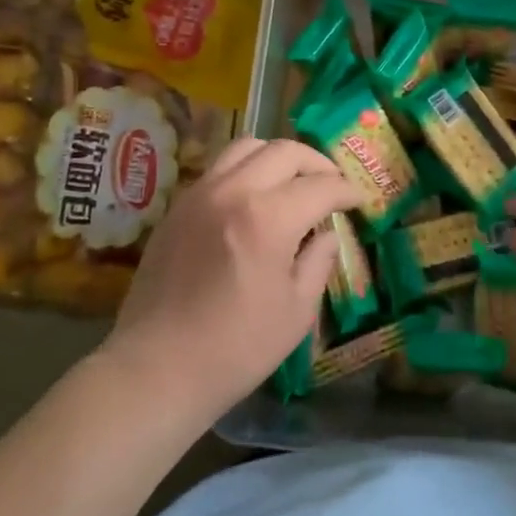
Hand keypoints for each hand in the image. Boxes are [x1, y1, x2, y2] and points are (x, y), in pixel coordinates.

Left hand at [103, 137, 356, 425]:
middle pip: (284, 151)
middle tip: (331, 185)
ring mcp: (200, 194)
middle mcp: (233, 191)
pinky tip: (254, 199)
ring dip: (278, 157)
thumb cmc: (236, 348)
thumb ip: (319, 262)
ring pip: (247, 147)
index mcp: (268, 218)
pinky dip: (246, 170)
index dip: (347, 191)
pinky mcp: (178, 206)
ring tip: (292, 182)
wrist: (156, 367)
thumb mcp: (296, 312)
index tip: (359, 200)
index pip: (320, 186)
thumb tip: (327, 234)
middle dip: (317, 163)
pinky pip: (219, 168)